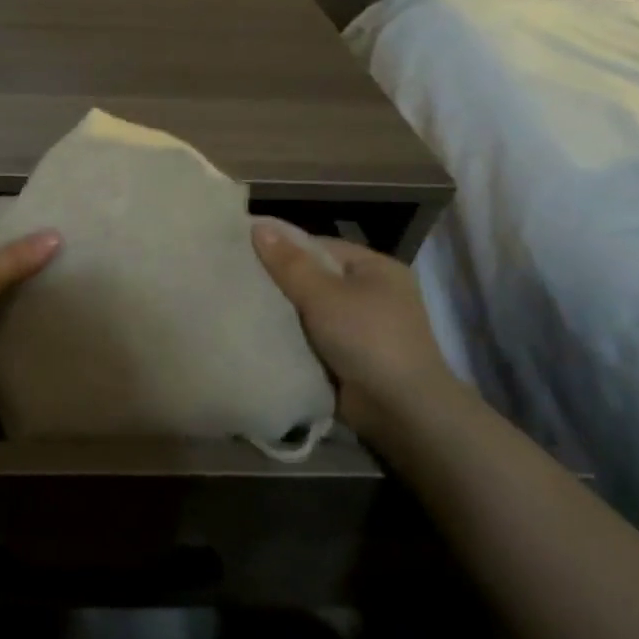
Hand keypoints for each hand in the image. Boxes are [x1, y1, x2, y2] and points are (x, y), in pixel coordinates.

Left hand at [0, 231, 61, 439]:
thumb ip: (13, 261)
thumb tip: (56, 235)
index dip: (2, 229)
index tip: (41, 219)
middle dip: (26, 268)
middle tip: (74, 253)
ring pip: (3, 309)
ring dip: (29, 305)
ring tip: (79, 287)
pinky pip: (7, 344)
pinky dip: (28, 339)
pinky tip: (64, 330)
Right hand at [250, 217, 458, 441]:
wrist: (401, 412)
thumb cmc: (368, 339)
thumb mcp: (324, 294)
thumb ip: (289, 263)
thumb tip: (258, 226)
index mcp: (375, 268)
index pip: (318, 246)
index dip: (282, 247)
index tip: (243, 252)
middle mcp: (372, 293)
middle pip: (313, 277)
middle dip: (279, 281)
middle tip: (236, 279)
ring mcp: (362, 327)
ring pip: (309, 309)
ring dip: (283, 312)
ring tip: (240, 305)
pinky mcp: (350, 356)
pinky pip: (312, 336)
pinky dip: (291, 336)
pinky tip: (259, 332)